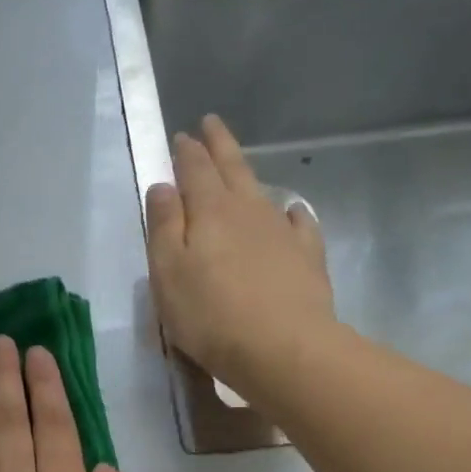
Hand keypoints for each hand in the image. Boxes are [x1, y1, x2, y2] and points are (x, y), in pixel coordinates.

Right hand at [145, 114, 336, 403]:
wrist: (282, 348)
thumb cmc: (210, 314)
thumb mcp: (168, 271)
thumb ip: (164, 226)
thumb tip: (163, 186)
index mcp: (209, 211)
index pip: (195, 170)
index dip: (187, 151)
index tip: (182, 135)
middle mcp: (247, 210)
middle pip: (232, 168)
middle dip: (219, 145)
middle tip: (211, 123)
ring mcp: (281, 232)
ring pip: (261, 192)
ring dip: (247, 175)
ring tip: (239, 166)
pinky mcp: (307, 257)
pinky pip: (298, 224)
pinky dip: (291, 213)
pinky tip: (290, 212)